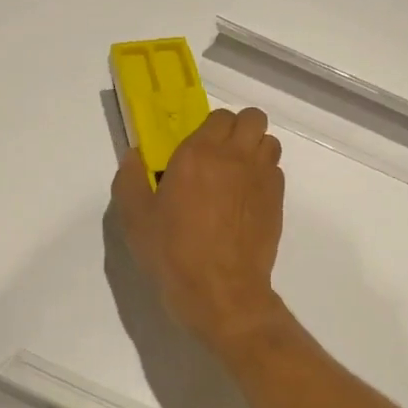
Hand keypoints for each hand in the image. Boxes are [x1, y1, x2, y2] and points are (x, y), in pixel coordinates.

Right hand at [112, 107, 287, 354]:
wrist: (220, 291)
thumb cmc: (172, 253)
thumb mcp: (135, 218)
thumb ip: (130, 179)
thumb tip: (135, 156)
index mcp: (199, 153)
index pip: (219, 115)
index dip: (209, 128)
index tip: (195, 149)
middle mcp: (235, 157)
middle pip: (252, 118)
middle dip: (238, 129)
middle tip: (220, 154)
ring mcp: (261, 178)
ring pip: (269, 142)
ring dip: (254, 149)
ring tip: (236, 174)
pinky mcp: (277, 201)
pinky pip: (276, 171)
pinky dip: (264, 175)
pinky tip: (245, 200)